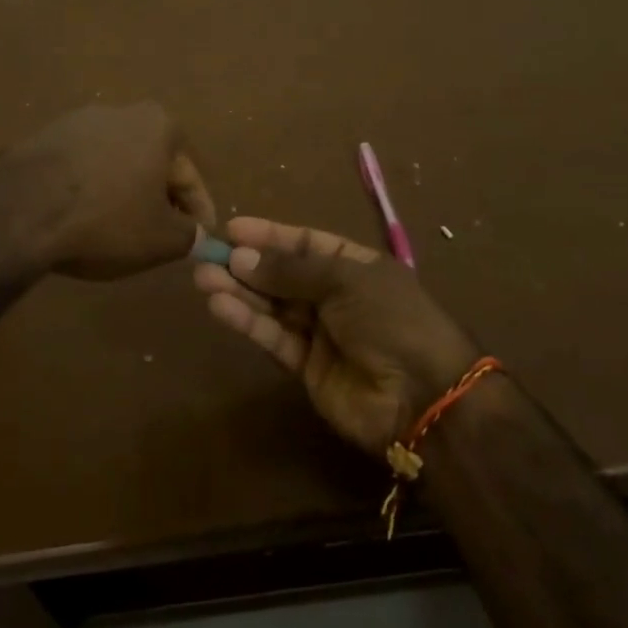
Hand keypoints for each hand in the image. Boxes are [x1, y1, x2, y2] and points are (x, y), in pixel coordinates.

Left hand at [0, 102, 214, 279]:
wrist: (20, 210)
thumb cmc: (106, 219)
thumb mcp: (161, 239)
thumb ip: (189, 235)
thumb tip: (196, 236)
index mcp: (158, 125)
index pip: (189, 177)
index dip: (199, 213)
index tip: (201, 238)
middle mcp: (120, 112)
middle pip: (151, 164)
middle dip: (158, 199)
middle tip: (161, 235)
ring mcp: (76, 122)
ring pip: (114, 165)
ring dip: (121, 193)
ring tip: (118, 230)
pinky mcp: (41, 138)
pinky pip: (79, 169)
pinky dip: (87, 191)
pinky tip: (81, 219)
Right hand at [193, 217, 479, 452]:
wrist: (424, 398)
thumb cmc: (392, 320)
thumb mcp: (345, 280)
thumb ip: (290, 270)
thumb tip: (241, 257)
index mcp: (356, 266)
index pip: (306, 243)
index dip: (270, 235)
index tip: (232, 228)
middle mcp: (336, 296)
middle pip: (284, 274)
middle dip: (247, 264)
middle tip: (207, 255)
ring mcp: (321, 333)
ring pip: (272, 305)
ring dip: (239, 291)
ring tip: (203, 278)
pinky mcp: (306, 368)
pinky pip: (273, 337)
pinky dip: (247, 322)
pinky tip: (220, 306)